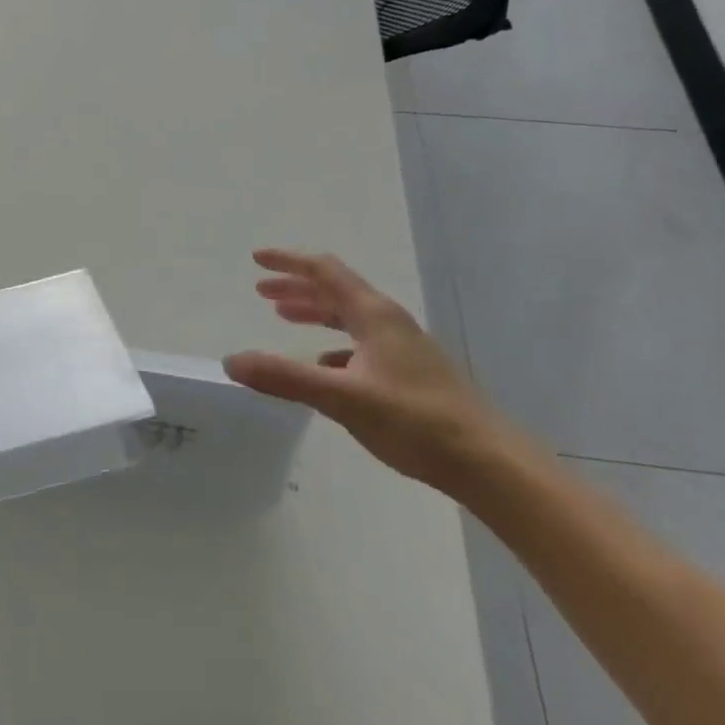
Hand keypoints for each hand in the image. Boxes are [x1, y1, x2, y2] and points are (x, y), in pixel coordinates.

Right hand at [223, 248, 519, 493]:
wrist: (492, 466)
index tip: (256, 258)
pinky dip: (333, 345)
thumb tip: (231, 361)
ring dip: (314, 312)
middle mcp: (388, 323)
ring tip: (284, 318)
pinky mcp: (411, 376)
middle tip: (261, 292)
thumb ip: (285, 378)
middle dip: (296, 287)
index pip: (324, 271)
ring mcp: (403, 349)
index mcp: (374, 315)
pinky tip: (322, 368)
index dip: (288, 261)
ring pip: (349, 318)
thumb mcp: (342, 398)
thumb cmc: (416, 421)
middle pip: (336, 291)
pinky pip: (361, 345)